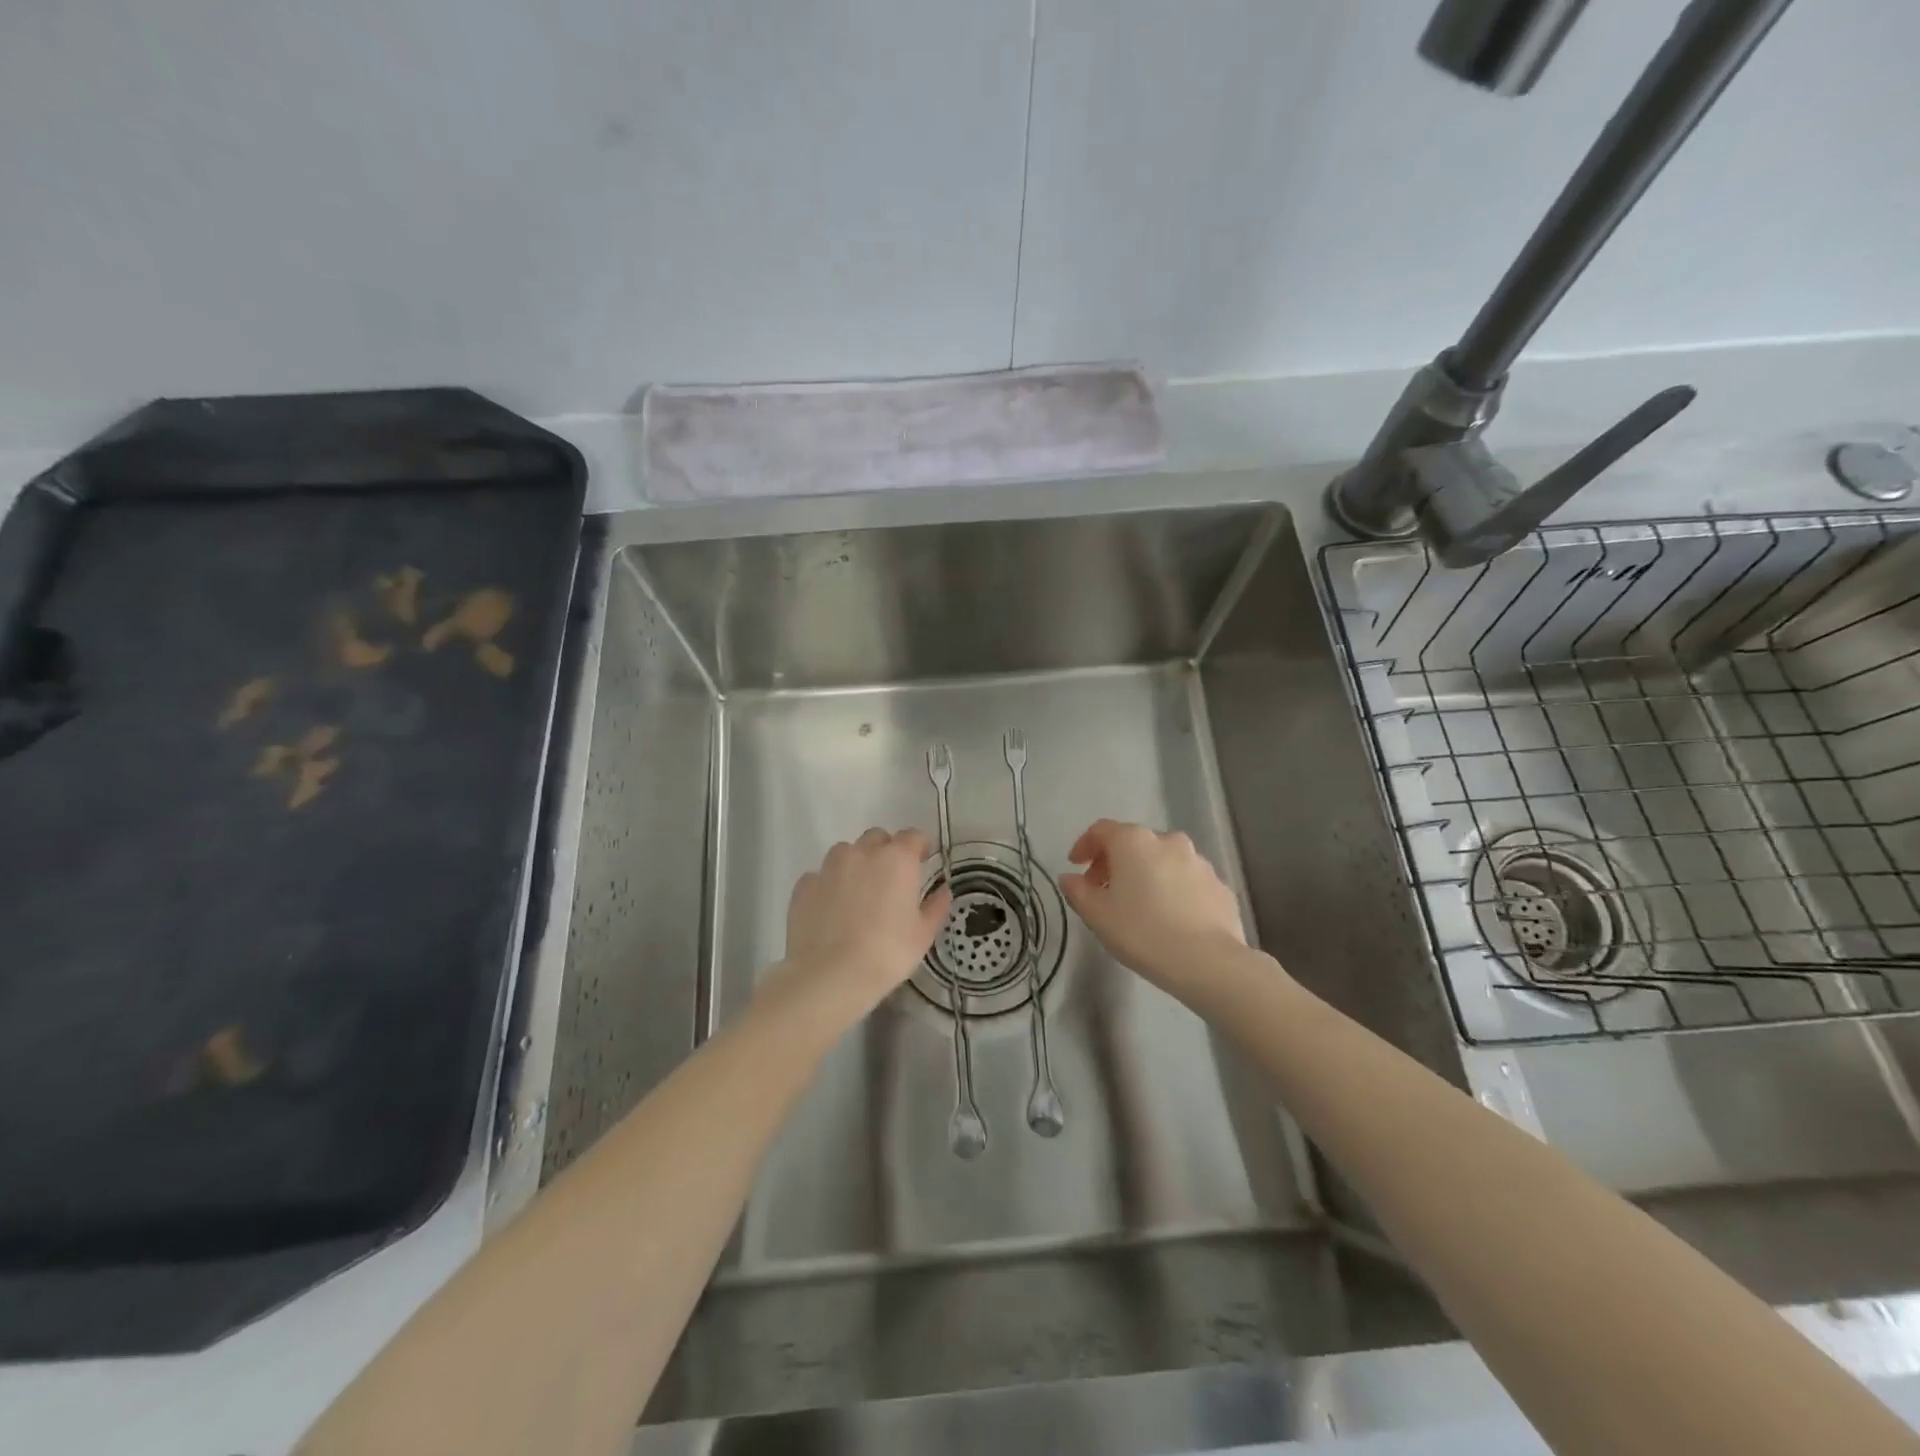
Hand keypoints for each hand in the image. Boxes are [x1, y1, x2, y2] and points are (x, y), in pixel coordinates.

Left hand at [773, 828, 951, 1020]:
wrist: (830, 976)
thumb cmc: (888, 953)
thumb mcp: (923, 934)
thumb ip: (936, 906)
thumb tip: (943, 890)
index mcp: (897, 859)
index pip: (913, 836)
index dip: (919, 847)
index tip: (922, 862)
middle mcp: (862, 853)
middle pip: (877, 838)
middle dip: (886, 851)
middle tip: (889, 880)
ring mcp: (829, 866)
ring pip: (846, 852)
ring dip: (855, 864)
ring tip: (857, 895)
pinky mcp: (804, 885)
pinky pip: (821, 876)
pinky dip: (829, 885)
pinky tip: (831, 910)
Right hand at [1060, 819, 1246, 998]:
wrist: (1208, 962)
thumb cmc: (1142, 932)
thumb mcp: (1097, 915)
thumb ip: (1077, 891)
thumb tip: (1070, 878)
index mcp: (1134, 841)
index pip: (1101, 830)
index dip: (1084, 845)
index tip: (1076, 866)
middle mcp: (1168, 841)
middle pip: (1133, 843)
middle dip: (1115, 862)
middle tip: (1103, 890)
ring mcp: (1199, 862)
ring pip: (1163, 860)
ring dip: (1146, 875)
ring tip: (1138, 906)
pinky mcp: (1219, 886)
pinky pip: (1187, 881)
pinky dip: (1173, 890)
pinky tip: (1169, 918)